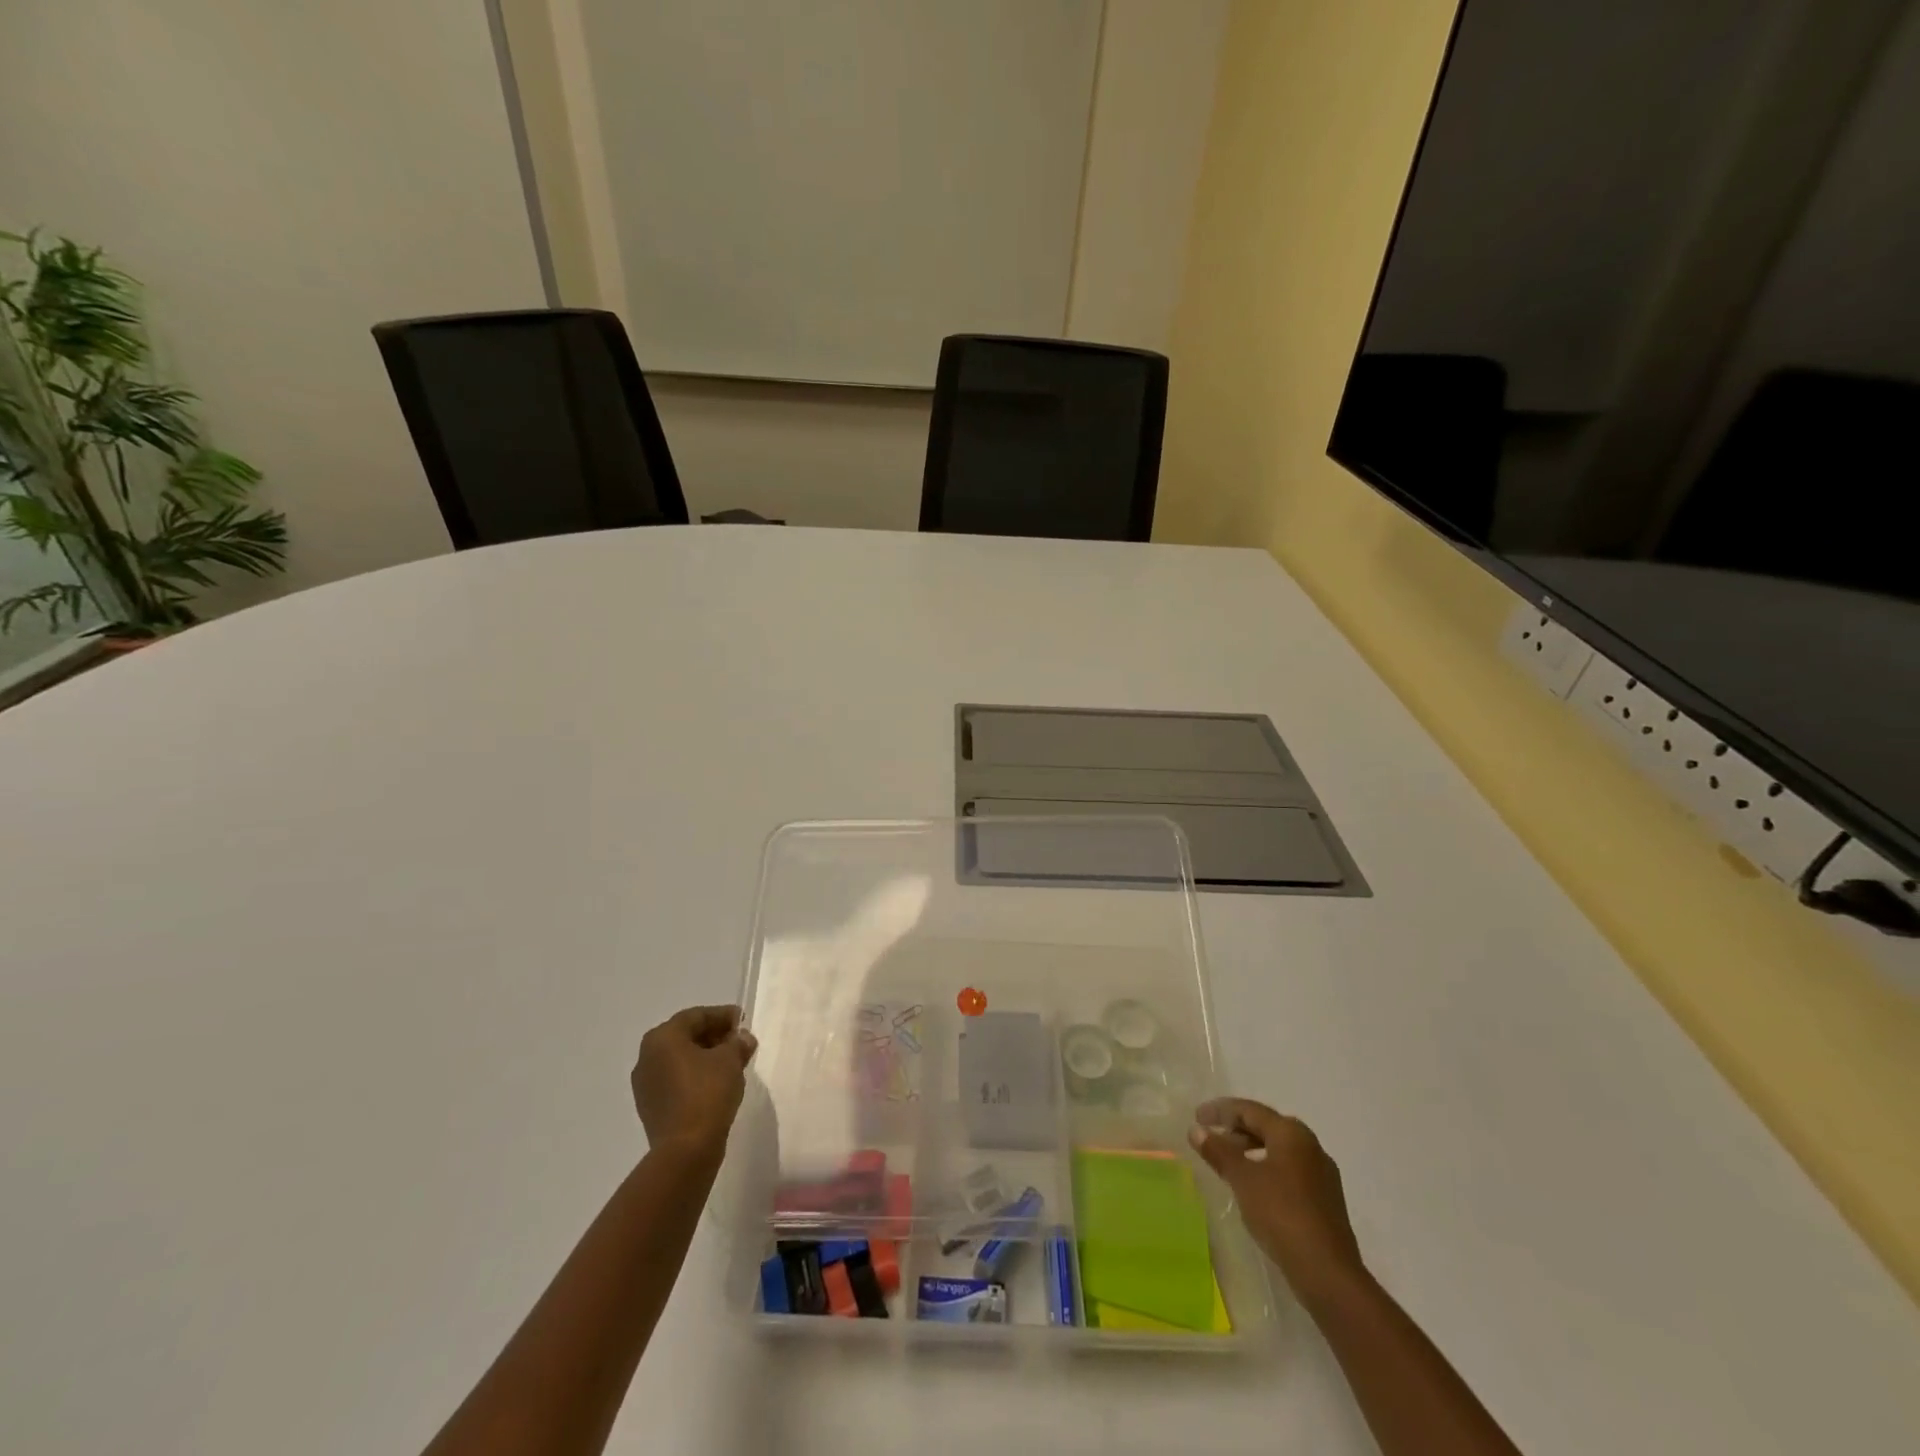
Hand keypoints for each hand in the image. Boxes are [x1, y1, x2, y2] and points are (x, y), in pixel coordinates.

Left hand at [631, 1005, 757, 1161]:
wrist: (686, 1150)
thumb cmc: (707, 1093)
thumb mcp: (730, 1059)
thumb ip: (737, 1042)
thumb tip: (742, 1039)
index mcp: (662, 1038)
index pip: (696, 1016)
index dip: (722, 1015)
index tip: (743, 1021)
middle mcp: (647, 1056)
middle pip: (685, 1036)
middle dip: (715, 1036)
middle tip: (739, 1041)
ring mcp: (646, 1084)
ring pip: (680, 1059)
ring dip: (706, 1057)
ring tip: (732, 1063)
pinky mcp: (651, 1107)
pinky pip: (676, 1080)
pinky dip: (696, 1076)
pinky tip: (717, 1083)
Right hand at [1190, 1098, 1365, 1303]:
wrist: (1327, 1273)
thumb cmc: (1281, 1214)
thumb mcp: (1242, 1179)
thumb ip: (1218, 1151)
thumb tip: (1196, 1130)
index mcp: (1291, 1133)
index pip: (1250, 1110)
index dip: (1220, 1110)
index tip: (1197, 1117)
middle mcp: (1311, 1146)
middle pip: (1266, 1127)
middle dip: (1236, 1129)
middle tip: (1212, 1138)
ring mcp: (1321, 1174)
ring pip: (1279, 1150)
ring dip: (1251, 1150)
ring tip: (1228, 1163)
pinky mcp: (1325, 1200)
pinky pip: (1289, 1171)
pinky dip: (1266, 1169)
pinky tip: (1253, 1187)